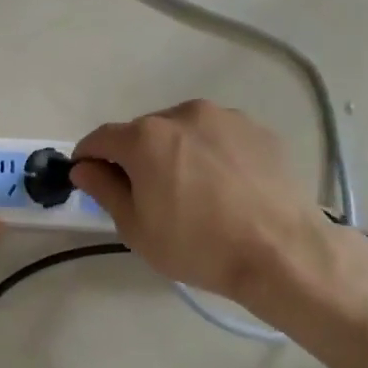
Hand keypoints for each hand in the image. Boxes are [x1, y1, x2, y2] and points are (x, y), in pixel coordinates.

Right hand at [71, 100, 343, 313]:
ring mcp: (225, 118)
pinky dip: (210, 154)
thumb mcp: (136, 228)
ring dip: (174, 151)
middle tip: (146, 195)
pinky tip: (224, 187)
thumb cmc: (198, 246)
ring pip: (182, 131)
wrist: (283, 253)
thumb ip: (104, 190)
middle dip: (134, 157)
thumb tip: (84, 168)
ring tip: (191, 190)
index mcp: (145, 137)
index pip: (100, 138)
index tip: (89, 179)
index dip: (88, 158)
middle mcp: (183, 114)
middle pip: (142, 132)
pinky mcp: (258, 130)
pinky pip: (218, 137)